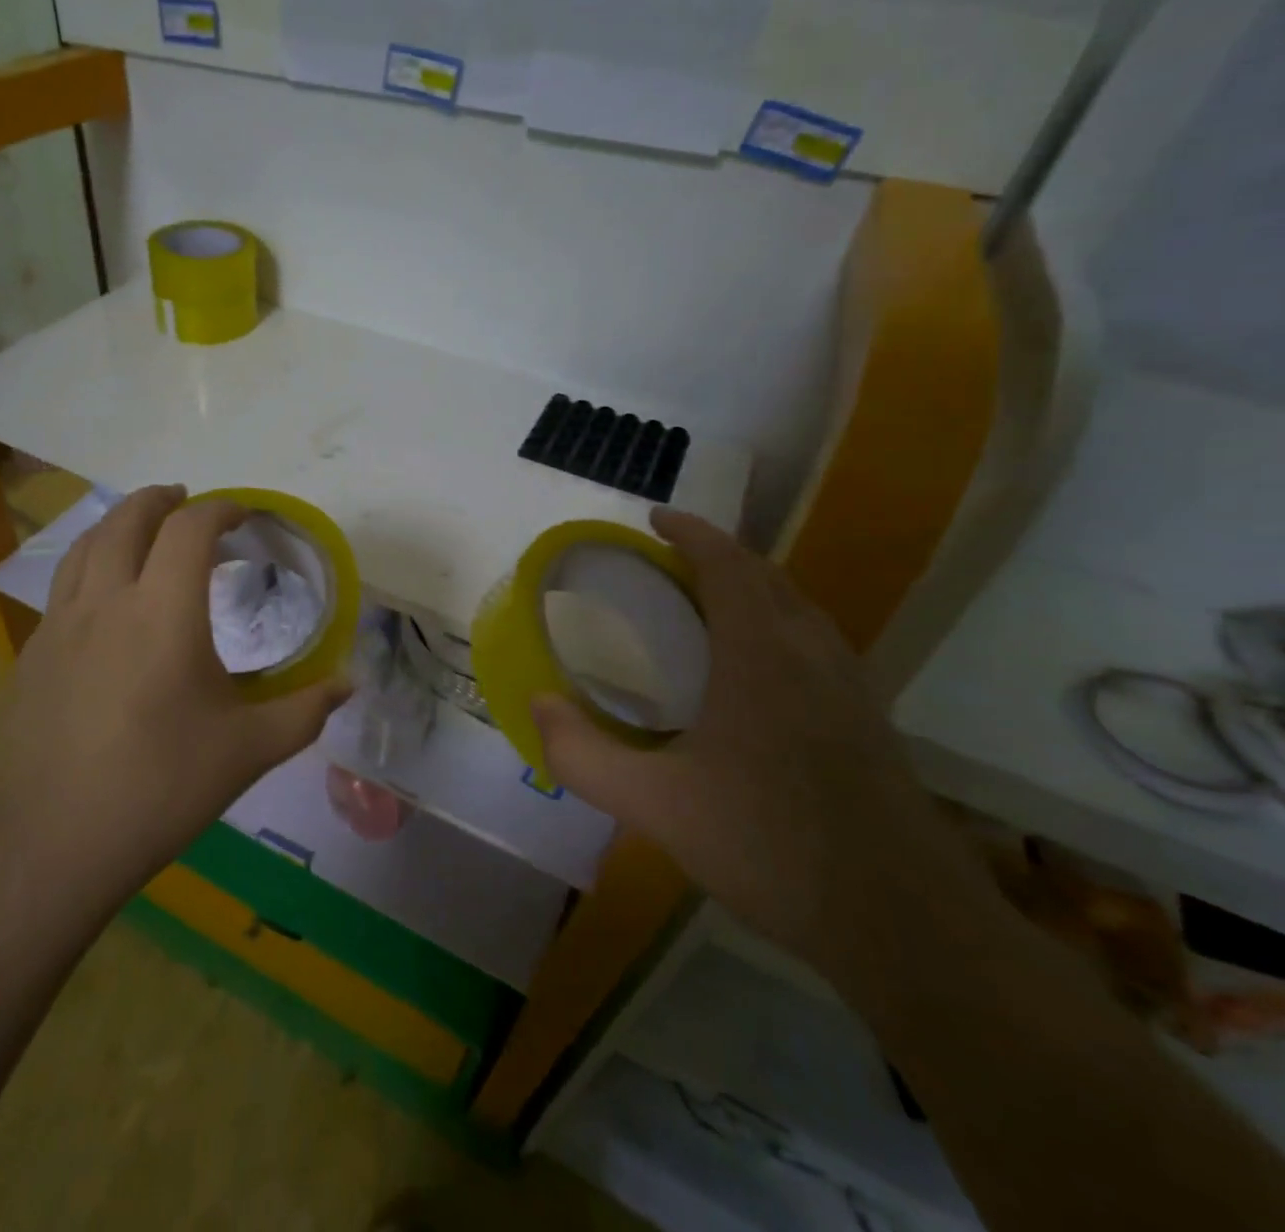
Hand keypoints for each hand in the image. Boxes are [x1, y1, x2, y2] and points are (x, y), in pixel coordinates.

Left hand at [0, 486, 350, 883]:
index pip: (191, 529)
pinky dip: (90, 565)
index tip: (243, 514)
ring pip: (86, 546)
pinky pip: (63, 587)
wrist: (53, 840)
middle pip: (128, 520)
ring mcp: (60, 625)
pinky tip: (103, 600)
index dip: (221, 509)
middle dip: (160, 500)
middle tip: (186, 501)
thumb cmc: (160, 787)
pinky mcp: (33, 653)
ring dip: (118, 523)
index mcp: (164, 611)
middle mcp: (107, 601)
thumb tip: (348, 683)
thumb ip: (304, 710)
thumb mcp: (247, 750)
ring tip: (141, 530)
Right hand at [534, 507, 988, 974]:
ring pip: (800, 610)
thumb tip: (538, 706)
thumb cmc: (771, 848)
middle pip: (768, 577)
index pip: (728, 565)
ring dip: (754, 590)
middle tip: (669, 566)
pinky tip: (757, 676)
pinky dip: (780, 628)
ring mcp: (853, 689)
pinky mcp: (873, 724)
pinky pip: (818, 645)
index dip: (691, 532)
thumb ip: (582, 755)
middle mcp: (813, 656)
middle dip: (719, 556)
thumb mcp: (653, 806)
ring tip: (708, 608)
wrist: (908, 928)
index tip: (655, 519)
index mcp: (761, 656)